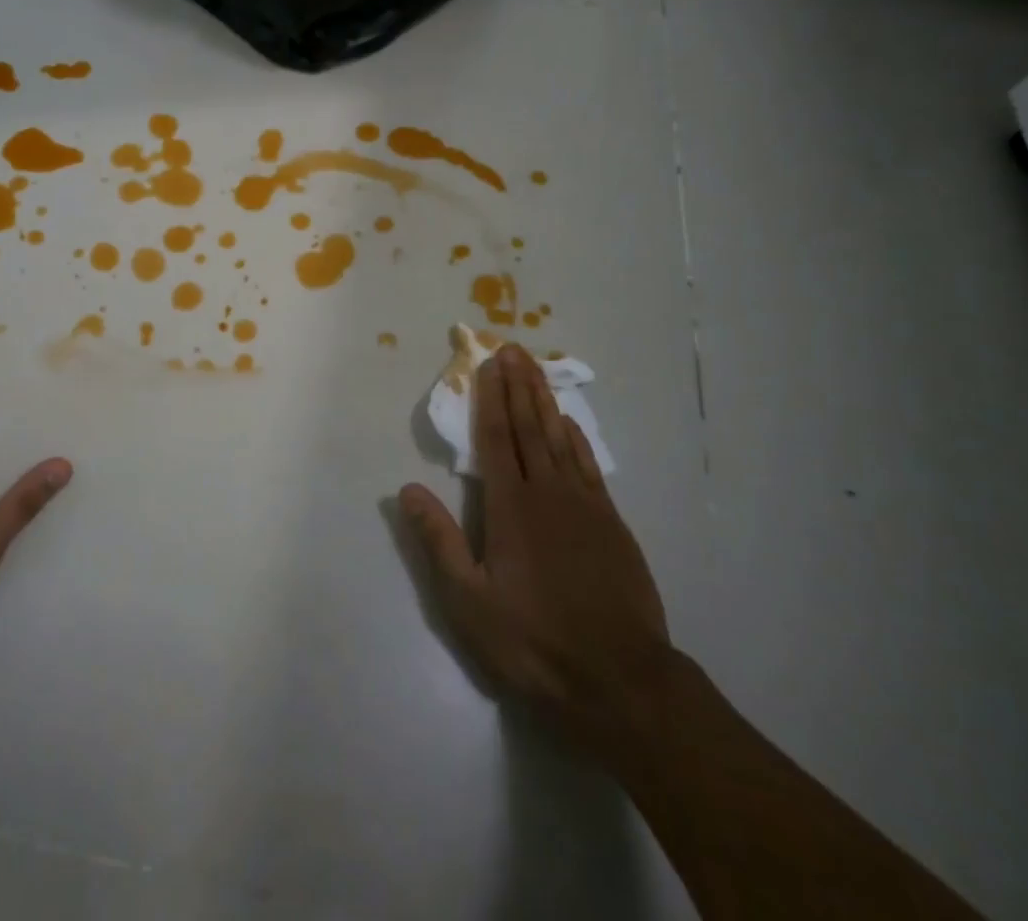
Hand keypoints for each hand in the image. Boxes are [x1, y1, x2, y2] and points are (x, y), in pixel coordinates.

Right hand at [400, 344, 671, 751]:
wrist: (620, 681)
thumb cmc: (534, 642)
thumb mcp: (469, 602)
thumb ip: (438, 541)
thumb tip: (407, 489)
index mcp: (510, 507)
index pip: (496, 437)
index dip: (491, 397)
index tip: (490, 362)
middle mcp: (548, 493)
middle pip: (530, 427)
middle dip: (519, 385)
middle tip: (514, 348)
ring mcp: (585, 506)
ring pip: (561, 439)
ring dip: (546, 402)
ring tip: (537, 370)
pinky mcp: (612, 525)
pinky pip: (590, 467)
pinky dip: (579, 440)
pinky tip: (572, 425)